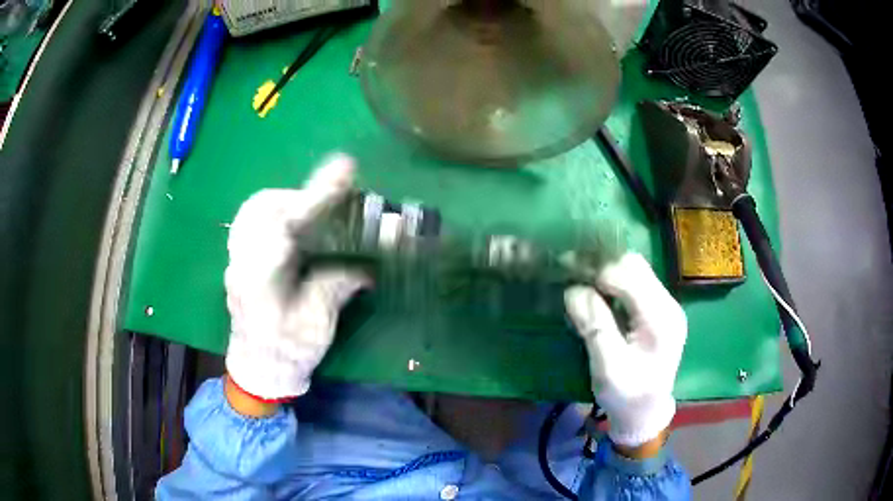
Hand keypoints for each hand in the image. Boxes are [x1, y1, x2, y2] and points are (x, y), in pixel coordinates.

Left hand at [224, 154, 368, 400]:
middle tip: (327, 203)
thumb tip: (366, 263)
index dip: (316, 195)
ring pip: (252, 211)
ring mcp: (236, 259)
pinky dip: (272, 212)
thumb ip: (337, 285)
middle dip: (296, 195)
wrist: (258, 371)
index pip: (285, 224)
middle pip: (260, 207)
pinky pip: (250, 222)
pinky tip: (292, 226)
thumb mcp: (318, 325)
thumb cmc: (287, 354)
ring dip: (283, 201)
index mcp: (260, 278)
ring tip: (311, 212)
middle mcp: (242, 261)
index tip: (344, 169)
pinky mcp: (239, 260)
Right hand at [565, 253, 686, 447]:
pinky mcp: (659, 311)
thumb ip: (594, 327)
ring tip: (580, 276)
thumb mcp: (607, 367)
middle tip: (570, 269)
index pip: (628, 275)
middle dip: (601, 263)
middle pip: (635, 265)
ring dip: (607, 270)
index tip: (566, 268)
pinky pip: (636, 283)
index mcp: (661, 318)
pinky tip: (596, 290)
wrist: (646, 414)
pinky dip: (614, 281)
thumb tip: (573, 290)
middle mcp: (668, 304)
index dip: (596, 269)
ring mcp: (666, 306)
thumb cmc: (626, 396)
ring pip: (635, 270)